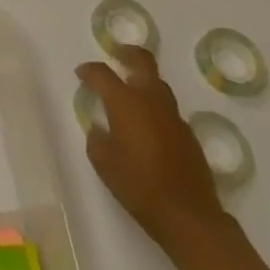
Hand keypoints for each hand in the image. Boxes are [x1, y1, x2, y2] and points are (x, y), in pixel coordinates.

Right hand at [77, 44, 227, 255]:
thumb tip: (100, 129)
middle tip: (117, 54)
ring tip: (131, 92)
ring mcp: (174, 117)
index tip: (81, 74)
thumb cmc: (139, 185)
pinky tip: (149, 127)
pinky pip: (168, 111)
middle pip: (142, 62)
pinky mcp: (189, 135)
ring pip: (159, 85)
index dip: (89, 70)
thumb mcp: (104, 163)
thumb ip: (97, 139)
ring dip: (144, 81)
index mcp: (126, 102)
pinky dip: (156, 108)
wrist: (189, 216)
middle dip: (128, 53)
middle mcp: (151, 101)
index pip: (102, 73)